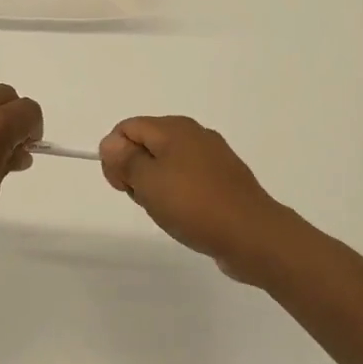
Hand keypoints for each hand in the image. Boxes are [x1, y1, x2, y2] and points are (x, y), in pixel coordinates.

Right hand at [100, 116, 296, 280]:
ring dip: (157, 186)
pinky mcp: (225, 180)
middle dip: (135, 171)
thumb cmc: (194, 205)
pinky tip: (185, 216)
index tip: (122, 186)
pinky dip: (179, 195)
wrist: (252, 235)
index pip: (127, 128)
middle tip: (146, 200)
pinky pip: (189, 179)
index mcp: (174, 128)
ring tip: (166, 212)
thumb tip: (110, 143)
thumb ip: (124, 159)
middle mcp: (195, 134)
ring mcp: (213, 157)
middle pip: (147, 144)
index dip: (115, 155)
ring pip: (167, 164)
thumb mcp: (148, 182)